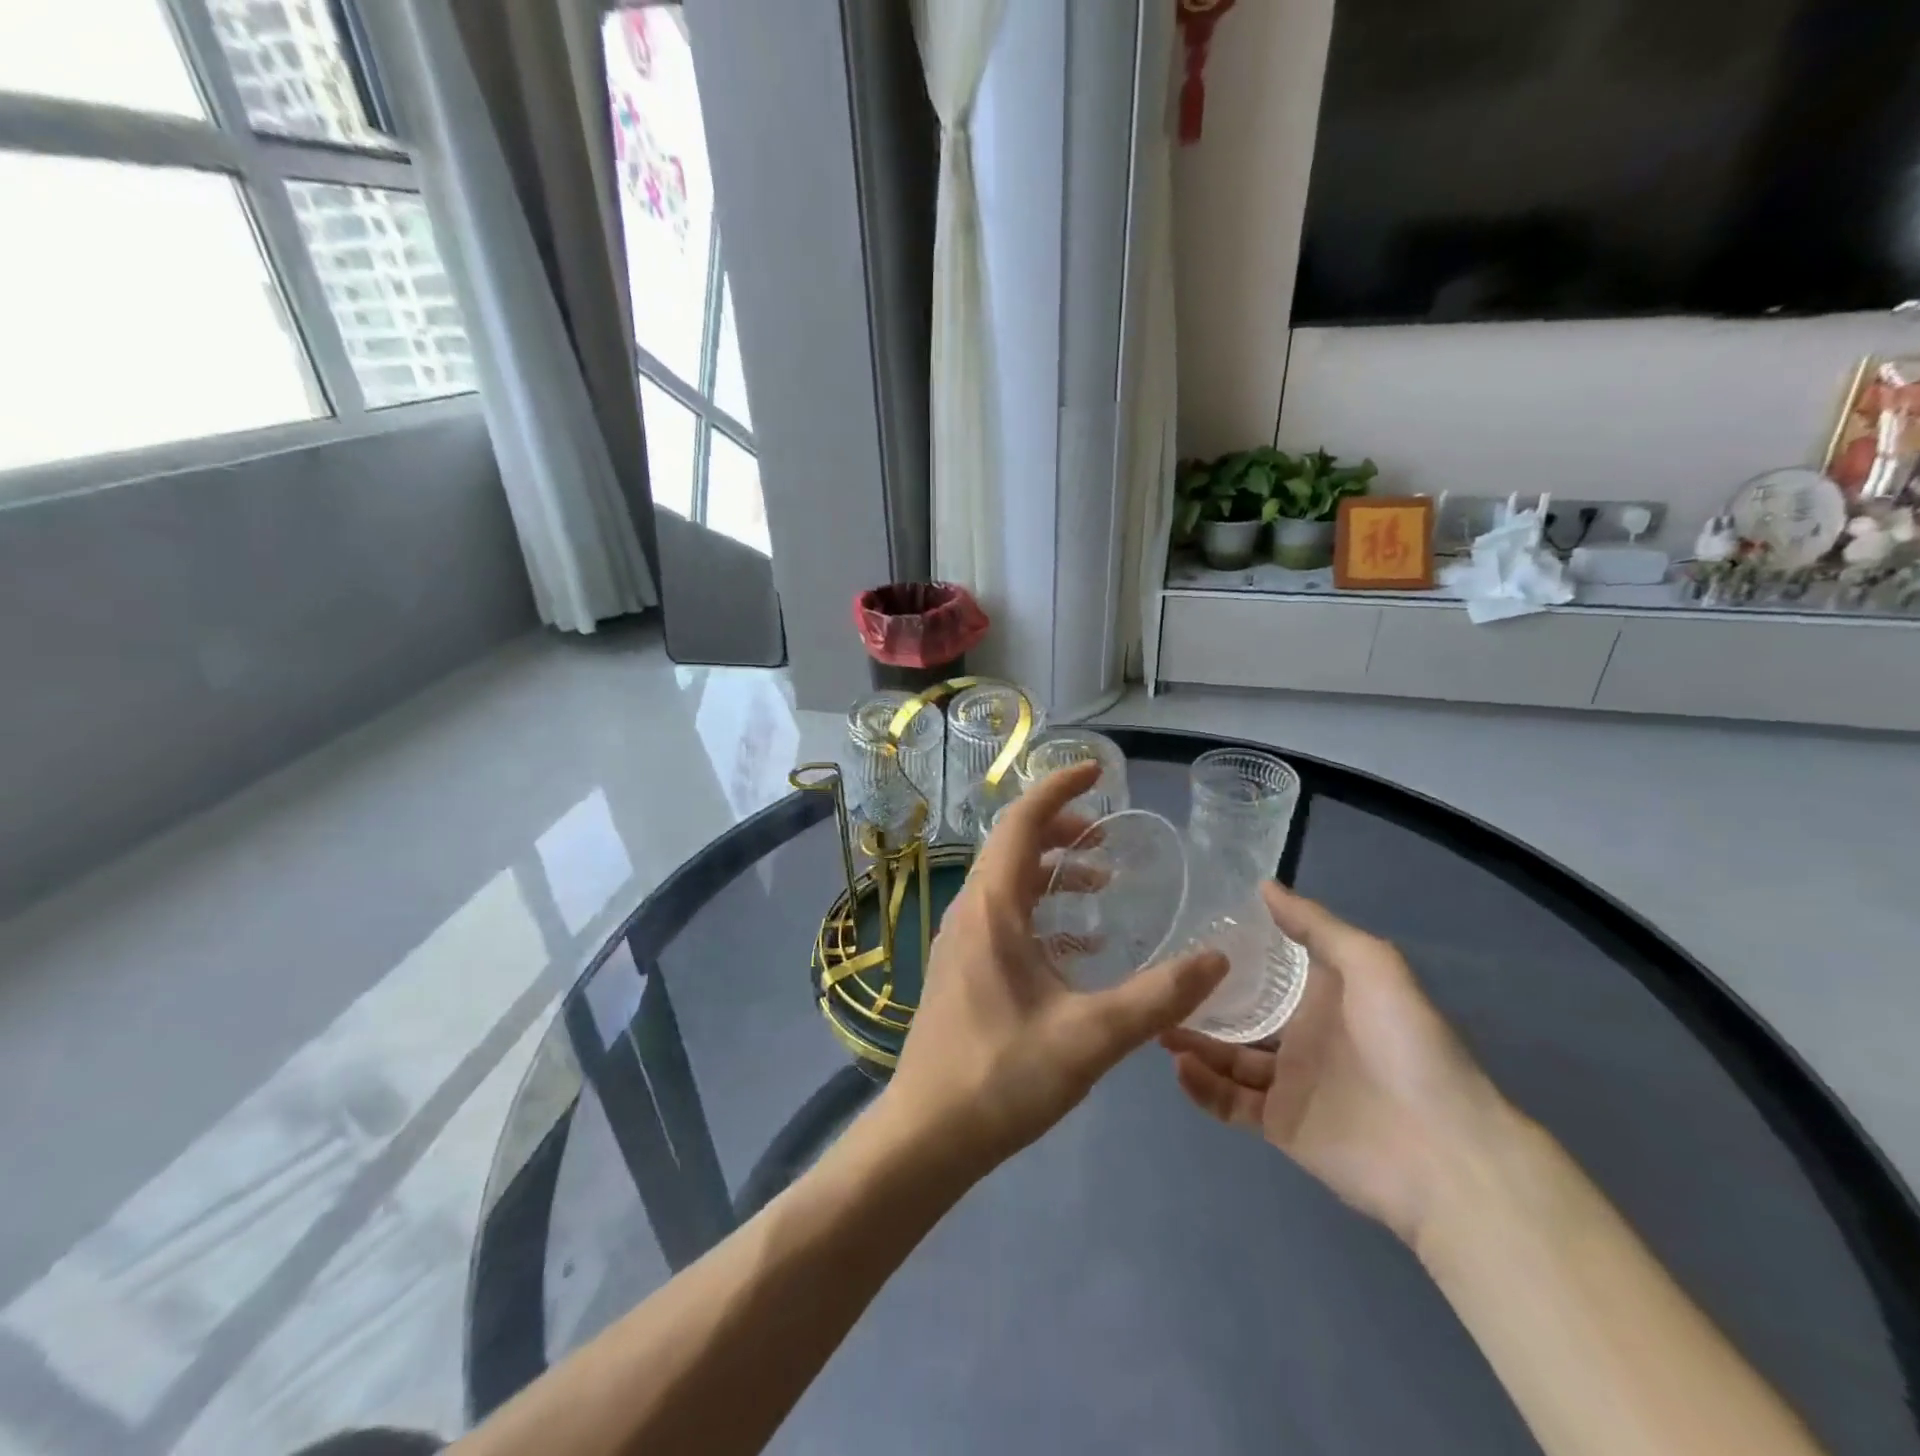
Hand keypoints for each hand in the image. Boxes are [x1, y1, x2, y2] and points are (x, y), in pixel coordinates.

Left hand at [886, 761, 1228, 1177]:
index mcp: (993, 907)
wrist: (928, 1133)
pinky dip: (1042, 910)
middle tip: (1108, 835)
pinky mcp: (964, 967)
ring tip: (1103, 883)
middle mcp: (971, 910)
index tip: (1097, 772)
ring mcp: (962, 939)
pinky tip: (1079, 944)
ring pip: (1009, 882)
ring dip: (1053, 871)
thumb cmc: (1002, 1075)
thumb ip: (1158, 997)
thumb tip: (1218, 959)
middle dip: (1061, 829)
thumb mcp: (1091, 1036)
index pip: (1022, 822)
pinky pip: (1005, 916)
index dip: (1059, 790)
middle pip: (1014, 846)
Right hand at [1162, 884, 1505, 1245]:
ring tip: (1155, 1025)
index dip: (1229, 953)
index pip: (1266, 969)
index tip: (1185, 933)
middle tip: (1155, 985)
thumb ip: (1315, 925)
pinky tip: (1178, 1065)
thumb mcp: (1370, 963)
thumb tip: (1263, 885)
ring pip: (1226, 1057)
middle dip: (1198, 1001)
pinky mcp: (1279, 1125)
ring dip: (1192, 1041)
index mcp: (1322, 996)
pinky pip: (1230, 1102)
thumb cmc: (1407, 1044)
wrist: (1444, 1151)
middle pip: (1238, 1014)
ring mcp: (1288, 1083)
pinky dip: (1202, 1086)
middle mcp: (1301, 1035)